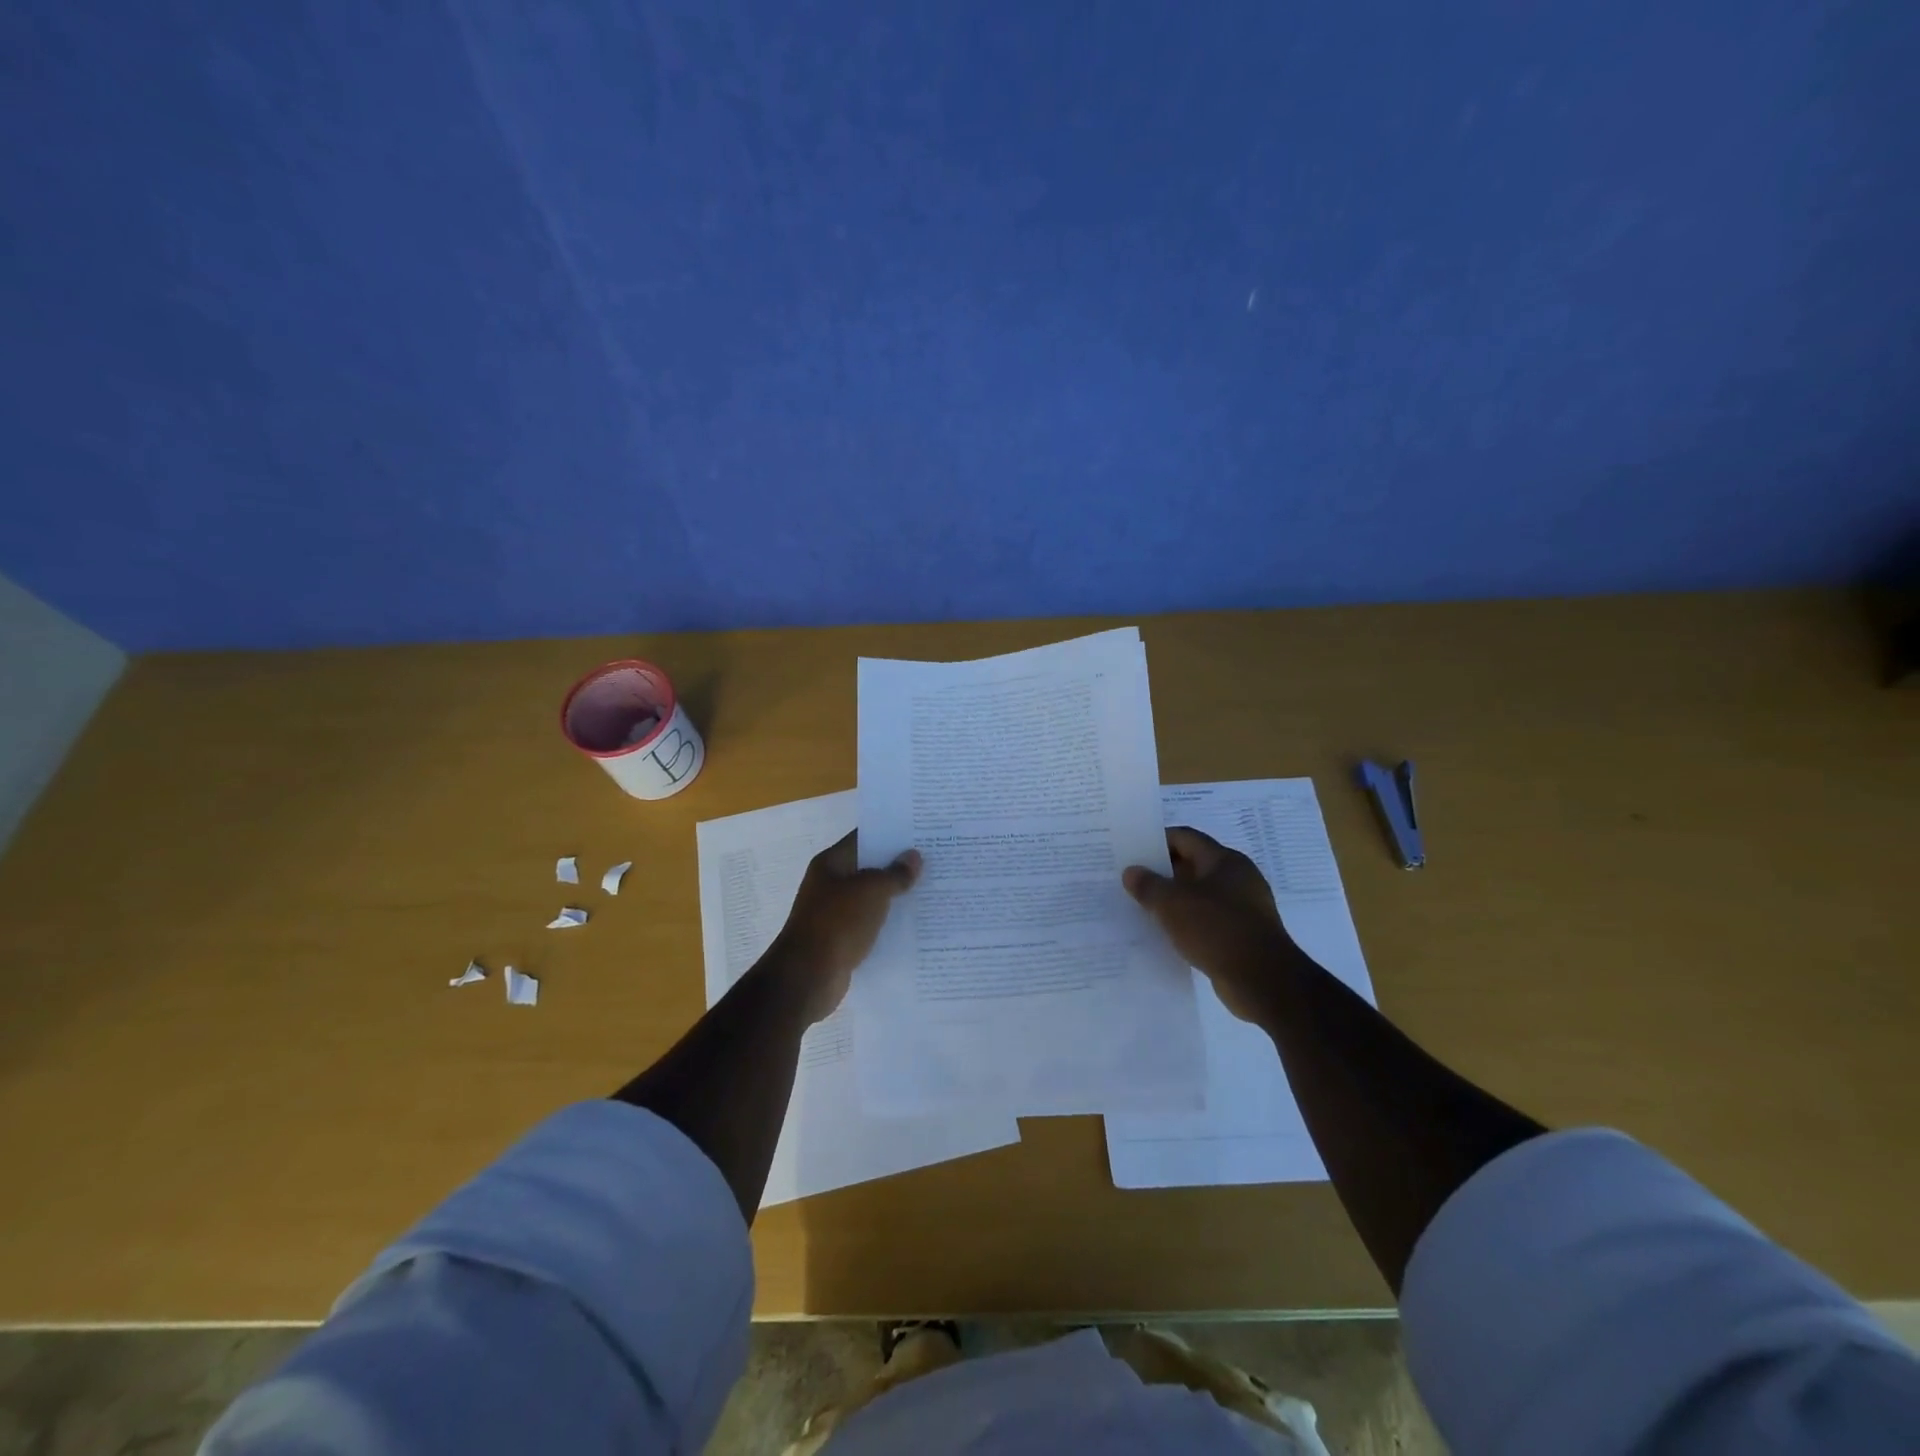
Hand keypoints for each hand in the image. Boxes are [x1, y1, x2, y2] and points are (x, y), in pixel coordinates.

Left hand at [766, 832, 921, 1022]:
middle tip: (934, 861)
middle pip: (869, 868)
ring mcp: (835, 913)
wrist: (808, 977)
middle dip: (898, 866)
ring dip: (895, 896)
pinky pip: (871, 924)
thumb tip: (913, 857)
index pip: (863, 838)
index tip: (920, 832)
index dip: (890, 834)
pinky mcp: (842, 940)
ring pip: (871, 898)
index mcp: (831, 863)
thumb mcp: (871, 890)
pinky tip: (915, 924)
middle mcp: (830, 884)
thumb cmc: (837, 923)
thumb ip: (894, 873)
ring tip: (932, 890)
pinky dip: (888, 923)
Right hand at [1123, 827, 1294, 1024]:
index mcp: (1225, 860)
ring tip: (1145, 908)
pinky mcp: (1244, 935)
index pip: (1186, 838)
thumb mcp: (1172, 904)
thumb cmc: (1217, 929)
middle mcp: (1239, 878)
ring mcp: (1245, 908)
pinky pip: (1209, 920)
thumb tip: (1131, 872)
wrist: (1263, 980)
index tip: (1133, 852)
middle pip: (1194, 865)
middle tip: (1133, 880)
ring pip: (1201, 895)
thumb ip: (1148, 885)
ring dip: (1175, 900)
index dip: (1158, 841)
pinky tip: (1169, 934)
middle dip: (1164, 872)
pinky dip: (1189, 923)